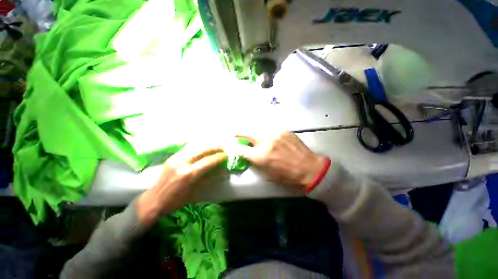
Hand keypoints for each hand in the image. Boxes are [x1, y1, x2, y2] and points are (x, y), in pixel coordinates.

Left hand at [137, 143, 226, 224]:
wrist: (154, 201)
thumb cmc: (176, 201)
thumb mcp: (196, 192)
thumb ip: (210, 179)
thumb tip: (223, 171)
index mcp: (189, 174)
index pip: (209, 161)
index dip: (219, 157)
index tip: (226, 155)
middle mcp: (183, 163)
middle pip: (202, 149)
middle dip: (215, 147)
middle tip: (222, 149)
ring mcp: (176, 158)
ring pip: (195, 146)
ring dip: (207, 145)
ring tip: (214, 146)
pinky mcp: (172, 157)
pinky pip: (188, 148)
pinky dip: (198, 146)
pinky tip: (203, 147)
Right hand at [234, 131, 325, 188]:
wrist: (308, 168)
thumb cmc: (286, 176)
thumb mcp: (266, 174)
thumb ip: (254, 162)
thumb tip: (246, 154)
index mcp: (260, 156)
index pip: (239, 148)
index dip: (232, 146)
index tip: (228, 144)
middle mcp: (265, 142)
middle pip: (246, 133)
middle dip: (240, 134)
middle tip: (238, 136)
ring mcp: (275, 134)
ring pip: (258, 130)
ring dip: (254, 134)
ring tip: (257, 139)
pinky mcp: (283, 130)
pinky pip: (270, 130)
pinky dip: (267, 134)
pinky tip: (271, 139)